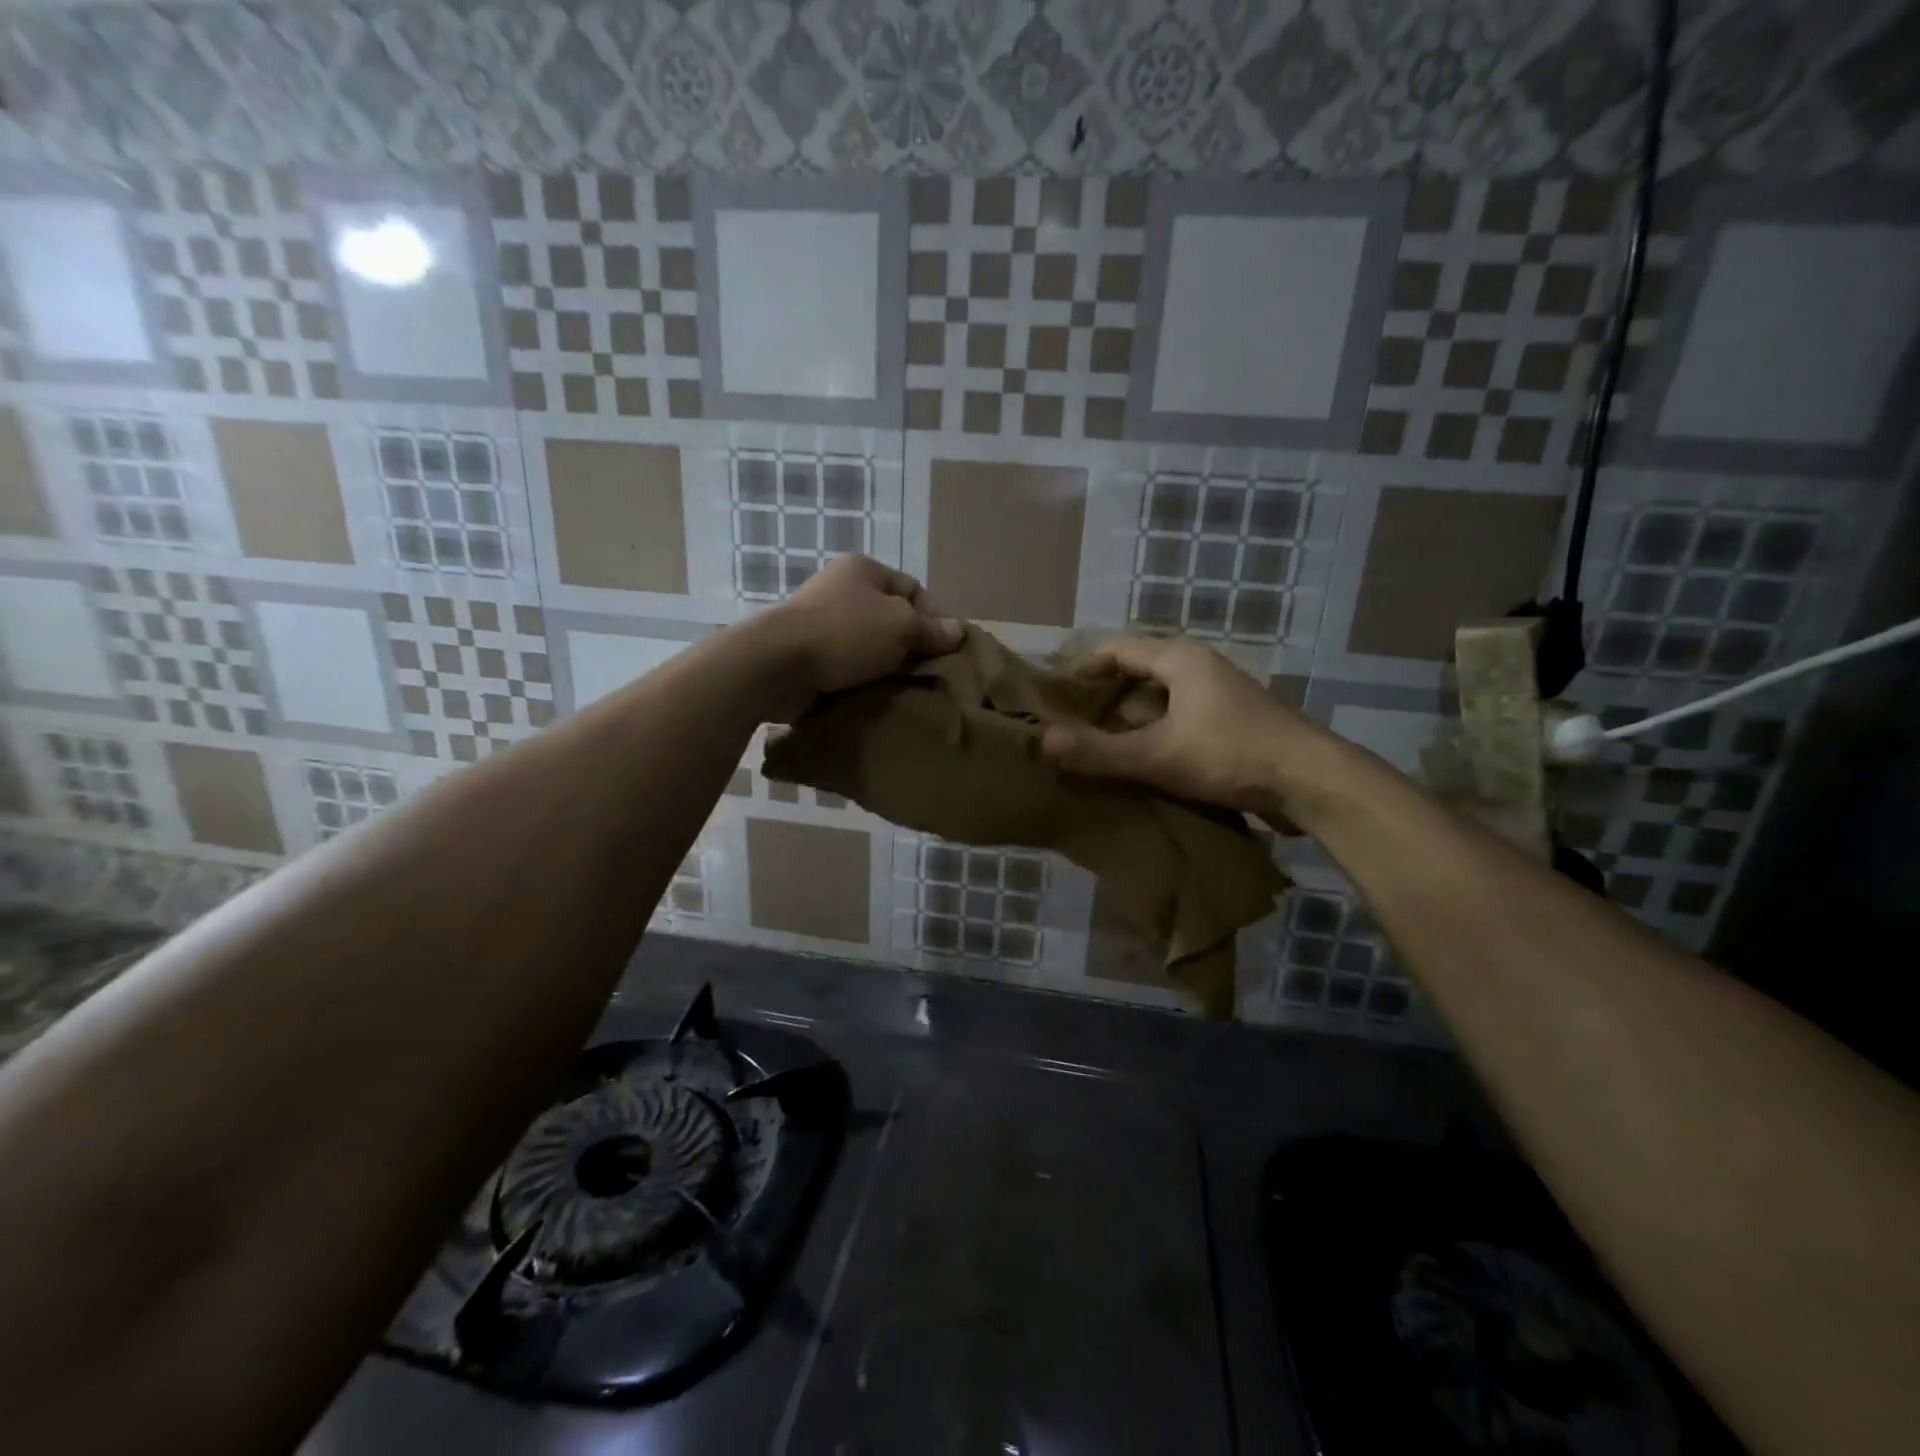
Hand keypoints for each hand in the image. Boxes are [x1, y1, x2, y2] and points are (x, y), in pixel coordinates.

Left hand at [754, 555, 961, 716]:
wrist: (776, 664)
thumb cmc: (844, 633)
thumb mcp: (900, 626)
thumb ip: (930, 630)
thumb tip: (958, 631)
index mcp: (864, 570)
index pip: (914, 589)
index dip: (935, 617)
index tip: (946, 650)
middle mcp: (842, 590)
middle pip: (891, 618)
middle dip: (911, 646)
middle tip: (928, 674)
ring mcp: (822, 622)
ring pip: (869, 645)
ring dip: (886, 666)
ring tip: (904, 689)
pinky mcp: (809, 654)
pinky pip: (847, 665)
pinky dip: (861, 679)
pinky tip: (875, 695)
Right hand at [1039, 637, 1333, 820]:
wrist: (1312, 782)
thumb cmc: (1230, 756)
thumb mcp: (1157, 756)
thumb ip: (1099, 751)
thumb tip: (1043, 741)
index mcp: (1180, 659)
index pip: (1119, 648)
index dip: (1084, 667)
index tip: (1057, 693)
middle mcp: (1201, 667)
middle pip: (1140, 670)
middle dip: (1105, 694)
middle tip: (1074, 721)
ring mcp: (1222, 694)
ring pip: (1162, 695)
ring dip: (1132, 715)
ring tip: (1102, 742)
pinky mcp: (1235, 721)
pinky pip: (1181, 715)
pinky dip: (1157, 729)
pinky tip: (1145, 758)